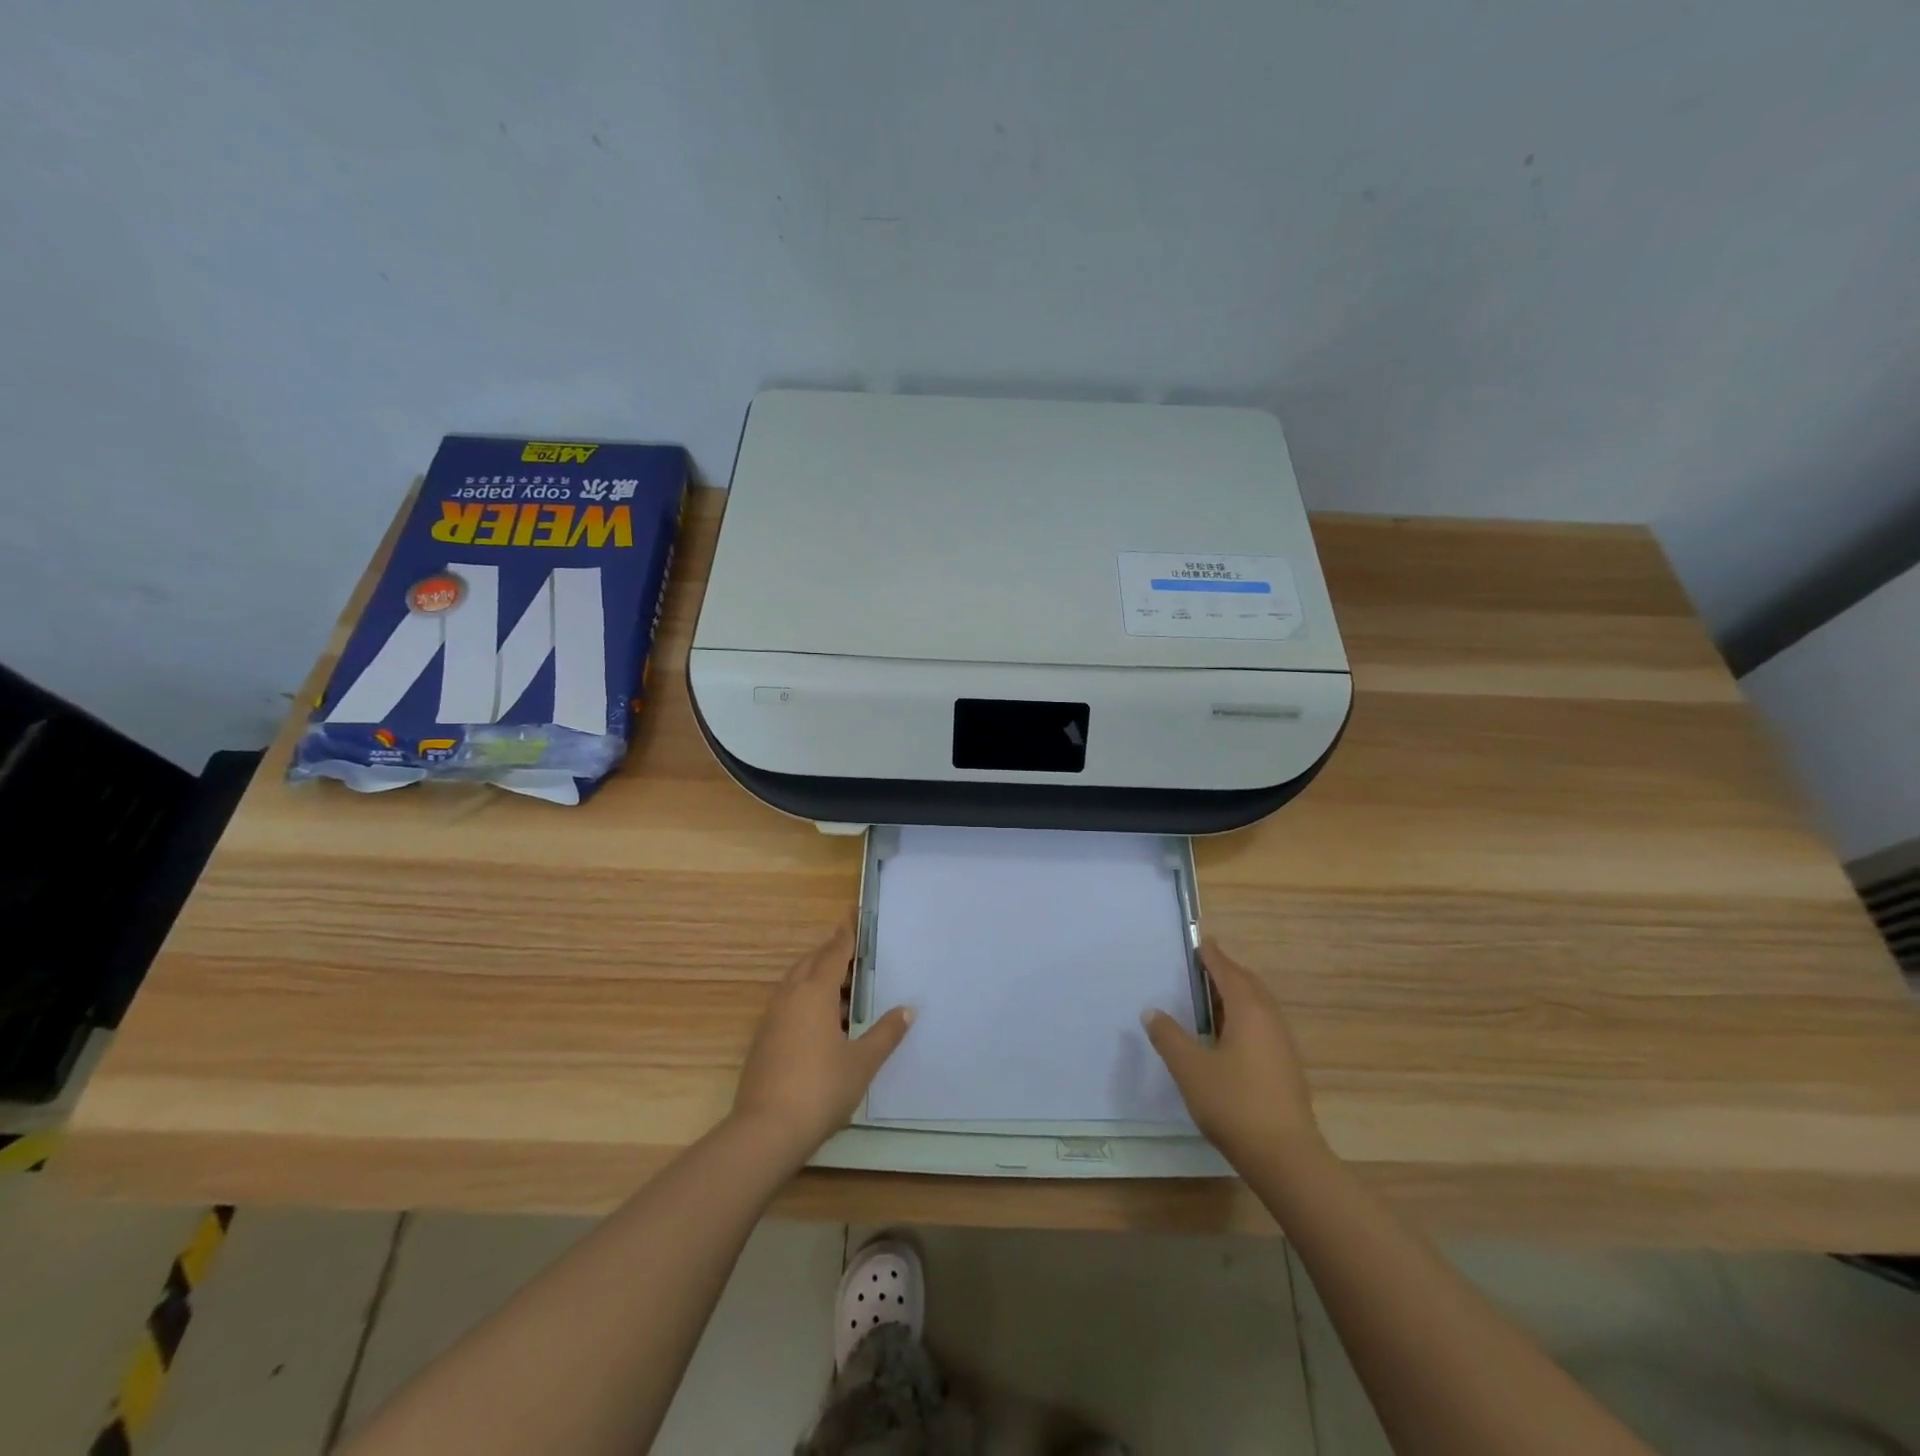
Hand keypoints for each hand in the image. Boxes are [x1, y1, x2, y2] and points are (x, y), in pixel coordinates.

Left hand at [730, 918, 912, 1162]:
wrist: (765, 1132)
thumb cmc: (820, 1088)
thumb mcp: (862, 1062)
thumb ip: (885, 1033)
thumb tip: (907, 1010)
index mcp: (814, 992)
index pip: (833, 952)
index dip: (846, 934)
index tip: (854, 914)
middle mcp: (789, 997)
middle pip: (811, 962)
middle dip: (832, 954)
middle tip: (856, 954)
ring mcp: (772, 1018)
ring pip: (796, 983)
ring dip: (818, 977)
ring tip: (845, 989)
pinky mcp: (763, 1040)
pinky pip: (788, 1004)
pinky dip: (807, 999)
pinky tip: (824, 1022)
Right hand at [1143, 941, 1324, 1168]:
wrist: (1286, 1157)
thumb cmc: (1234, 1103)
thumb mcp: (1189, 1068)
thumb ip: (1168, 1036)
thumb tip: (1151, 1011)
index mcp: (1248, 1010)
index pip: (1228, 971)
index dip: (1212, 955)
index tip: (1199, 941)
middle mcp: (1269, 1019)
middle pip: (1248, 984)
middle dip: (1225, 972)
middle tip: (1200, 968)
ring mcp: (1282, 1044)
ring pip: (1258, 1006)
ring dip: (1234, 996)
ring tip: (1208, 1000)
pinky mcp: (1285, 1066)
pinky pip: (1262, 1025)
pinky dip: (1242, 1017)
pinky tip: (1225, 1037)